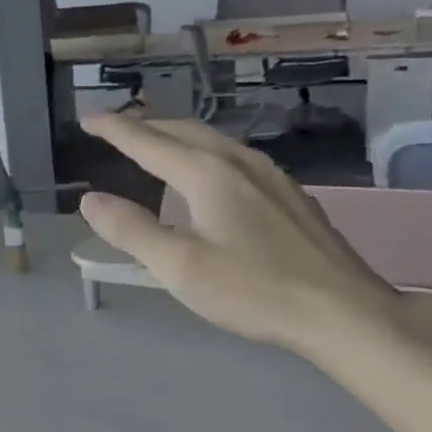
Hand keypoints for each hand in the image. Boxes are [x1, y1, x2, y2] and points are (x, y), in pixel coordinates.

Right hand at [79, 114, 428, 357]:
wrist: (345, 312)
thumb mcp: (179, 266)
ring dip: (176, 136)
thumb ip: (131, 230)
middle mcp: (238, 162)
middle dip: (144, 125)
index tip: (86, 118)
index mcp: (207, 173)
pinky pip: (233, 157)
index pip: (147, 141)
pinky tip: (209, 175)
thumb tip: (91, 200)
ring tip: (155, 144)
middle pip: (182, 130)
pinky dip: (203, 154)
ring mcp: (271, 175)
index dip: (113, 128)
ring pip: (212, 141)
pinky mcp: (290, 195)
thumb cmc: (254, 290)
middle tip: (115, 128)